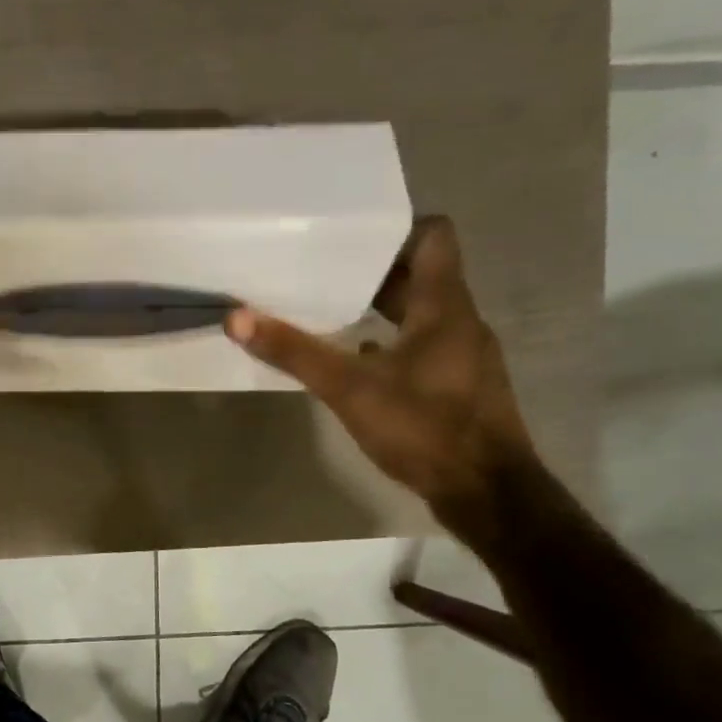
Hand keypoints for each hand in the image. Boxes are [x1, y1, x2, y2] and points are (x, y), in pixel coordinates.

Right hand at [226, 217, 535, 527]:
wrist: (484, 491)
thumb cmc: (423, 427)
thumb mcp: (349, 388)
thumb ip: (295, 352)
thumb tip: (237, 318)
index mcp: (445, 306)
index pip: (433, 237)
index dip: (394, 231)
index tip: (349, 238)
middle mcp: (461, 321)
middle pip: (421, 276)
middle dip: (373, 273)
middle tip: (322, 273)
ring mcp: (464, 355)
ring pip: (421, 313)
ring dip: (380, 309)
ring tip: (331, 313)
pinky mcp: (459, 385)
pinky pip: (422, 346)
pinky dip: (390, 344)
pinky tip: (357, 362)